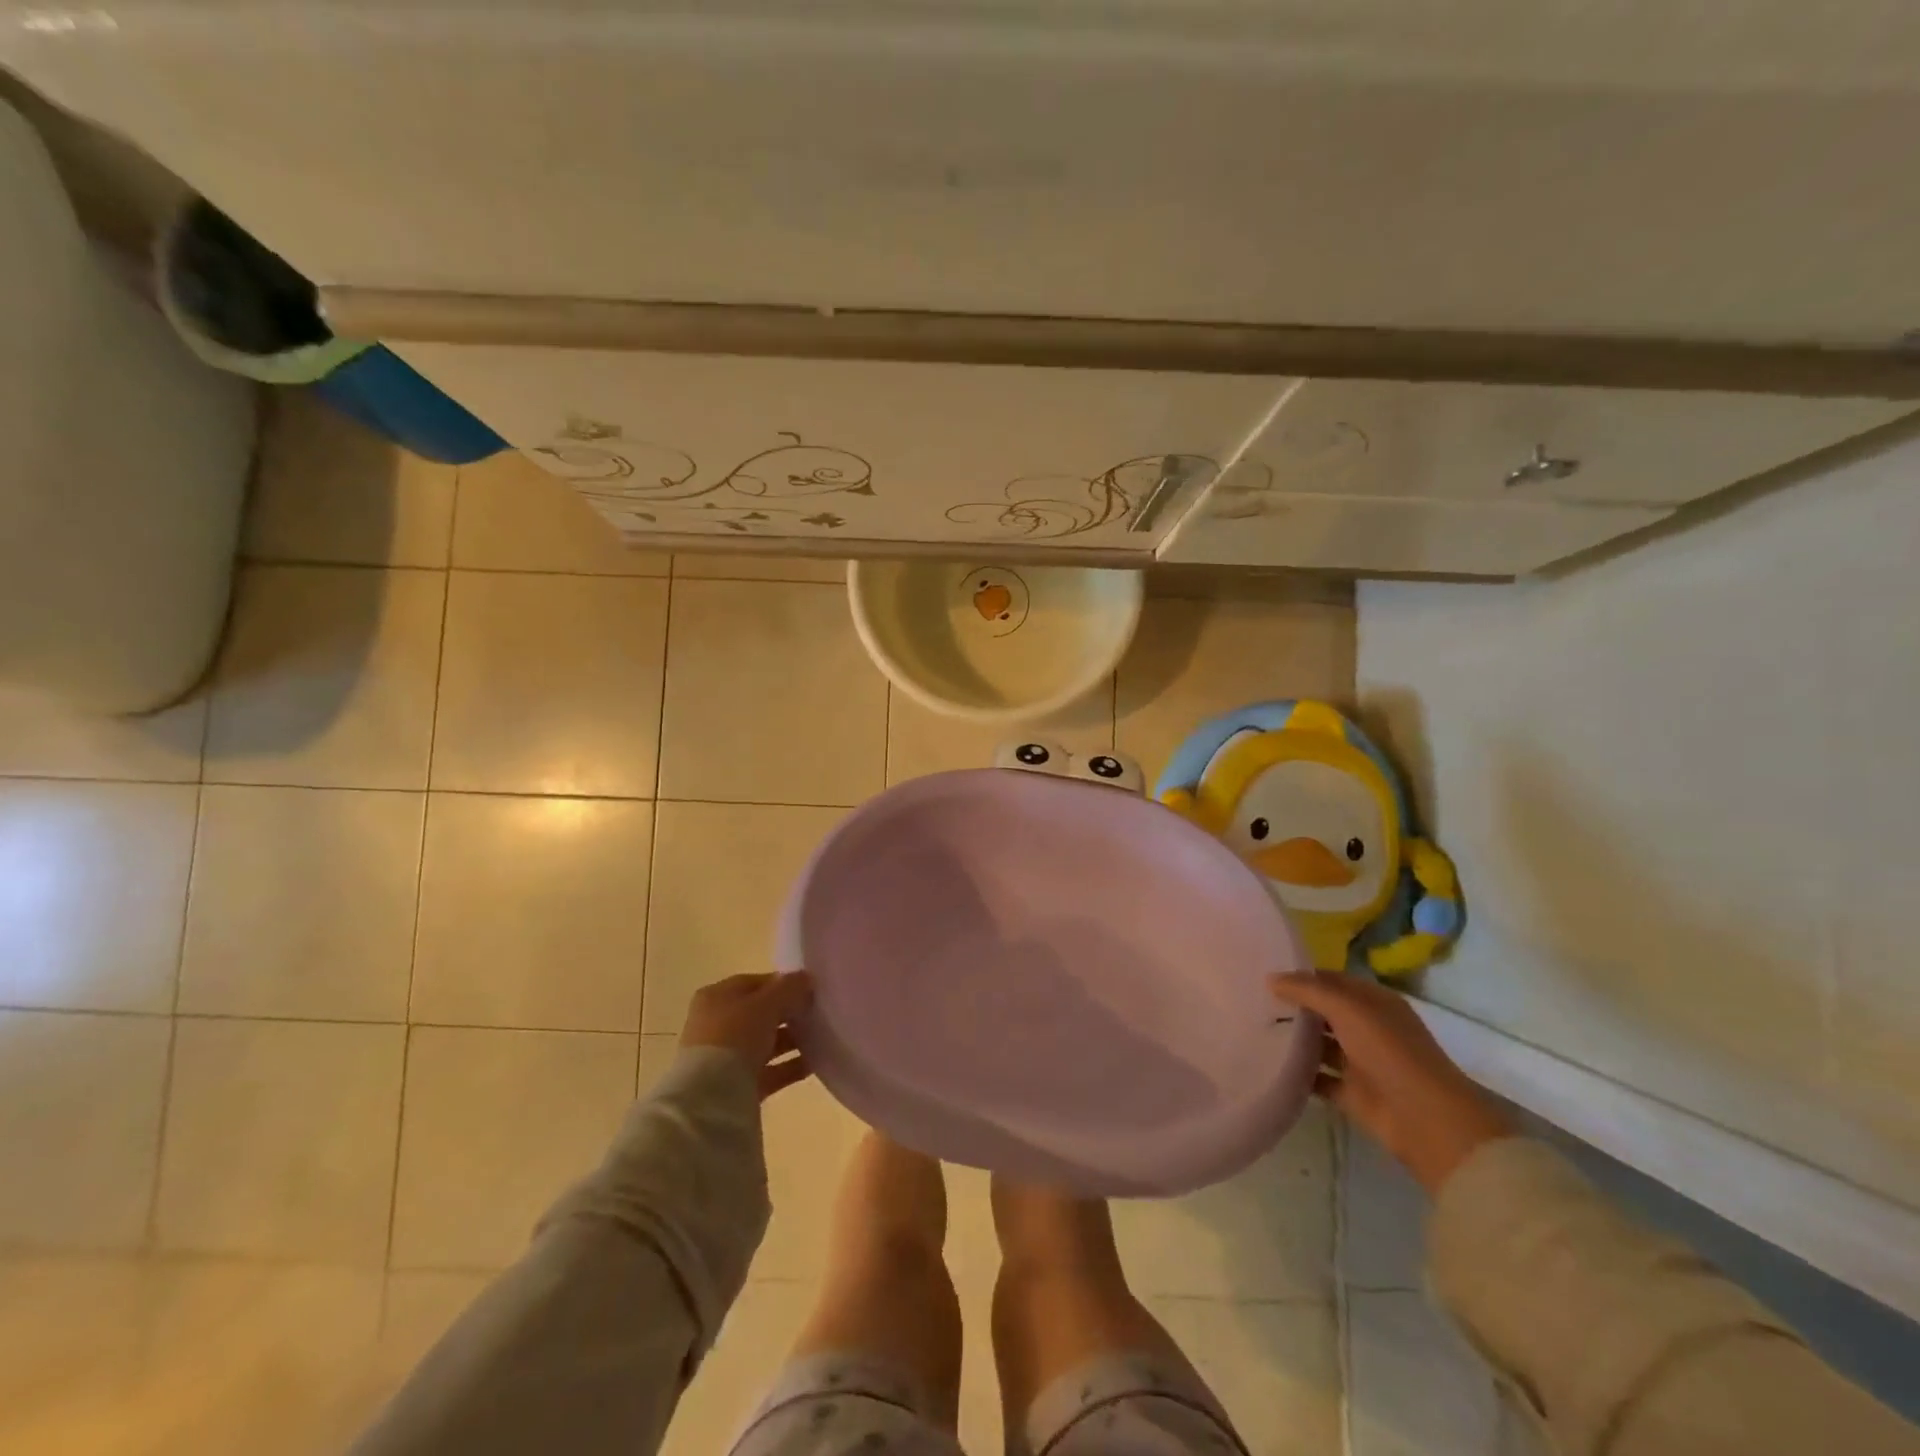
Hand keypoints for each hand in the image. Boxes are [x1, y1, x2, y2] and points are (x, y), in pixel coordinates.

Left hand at [680, 972, 814, 1100]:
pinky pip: (770, 1070)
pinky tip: (816, 1063)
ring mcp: (726, 1057)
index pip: (754, 983)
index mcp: (717, 997)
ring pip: (766, 1043)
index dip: (783, 984)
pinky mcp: (738, 1086)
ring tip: (822, 1038)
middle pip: (761, 1014)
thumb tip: (806, 978)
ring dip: (793, 1040)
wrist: (711, 1097)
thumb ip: (789, 988)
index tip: (810, 989)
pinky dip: (791, 1066)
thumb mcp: (766, 1004)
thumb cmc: (735, 1036)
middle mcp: (717, 1025)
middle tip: (818, 1013)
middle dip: (789, 1013)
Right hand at [1270, 971, 1513, 1194]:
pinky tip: (1268, 1064)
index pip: (1331, 980)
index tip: (1264, 975)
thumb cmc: (1389, 1051)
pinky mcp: (1351, 1093)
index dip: (1301, 976)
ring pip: (1319, 1045)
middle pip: (1323, 1012)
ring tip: (1252, 1029)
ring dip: (1293, 1040)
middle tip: (1251, 1000)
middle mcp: (1367, 1028)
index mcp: (1374, 1002)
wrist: (1425, 1119)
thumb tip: (1270, 979)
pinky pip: (1317, 1078)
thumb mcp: (1348, 1009)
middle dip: (1293, 1007)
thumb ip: (1308, 991)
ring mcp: (1360, 1062)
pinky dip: (1297, 1073)